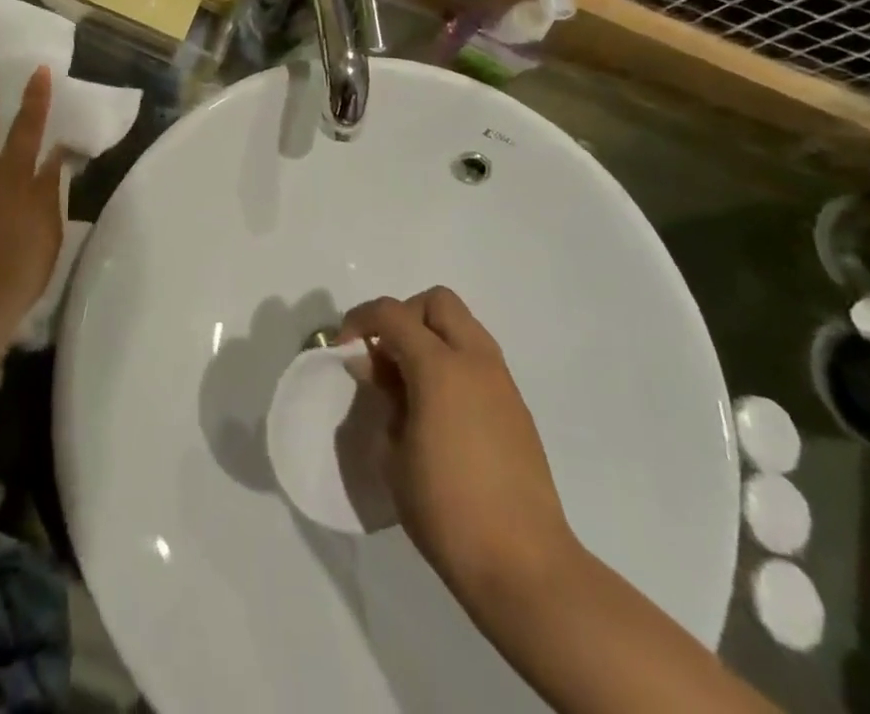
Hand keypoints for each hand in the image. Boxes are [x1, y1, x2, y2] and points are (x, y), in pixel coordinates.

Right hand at [338, 288, 578, 605]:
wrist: (525, 566)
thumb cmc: (447, 510)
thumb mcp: (394, 453)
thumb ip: (384, 398)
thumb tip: (375, 369)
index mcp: (440, 366)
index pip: (391, 313)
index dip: (360, 320)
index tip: (344, 347)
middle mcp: (475, 361)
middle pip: (437, 302)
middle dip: (404, 316)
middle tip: (385, 355)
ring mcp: (502, 383)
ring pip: (463, 326)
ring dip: (431, 337)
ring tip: (409, 383)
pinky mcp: (516, 408)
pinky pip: (478, 360)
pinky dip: (453, 364)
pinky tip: (438, 409)